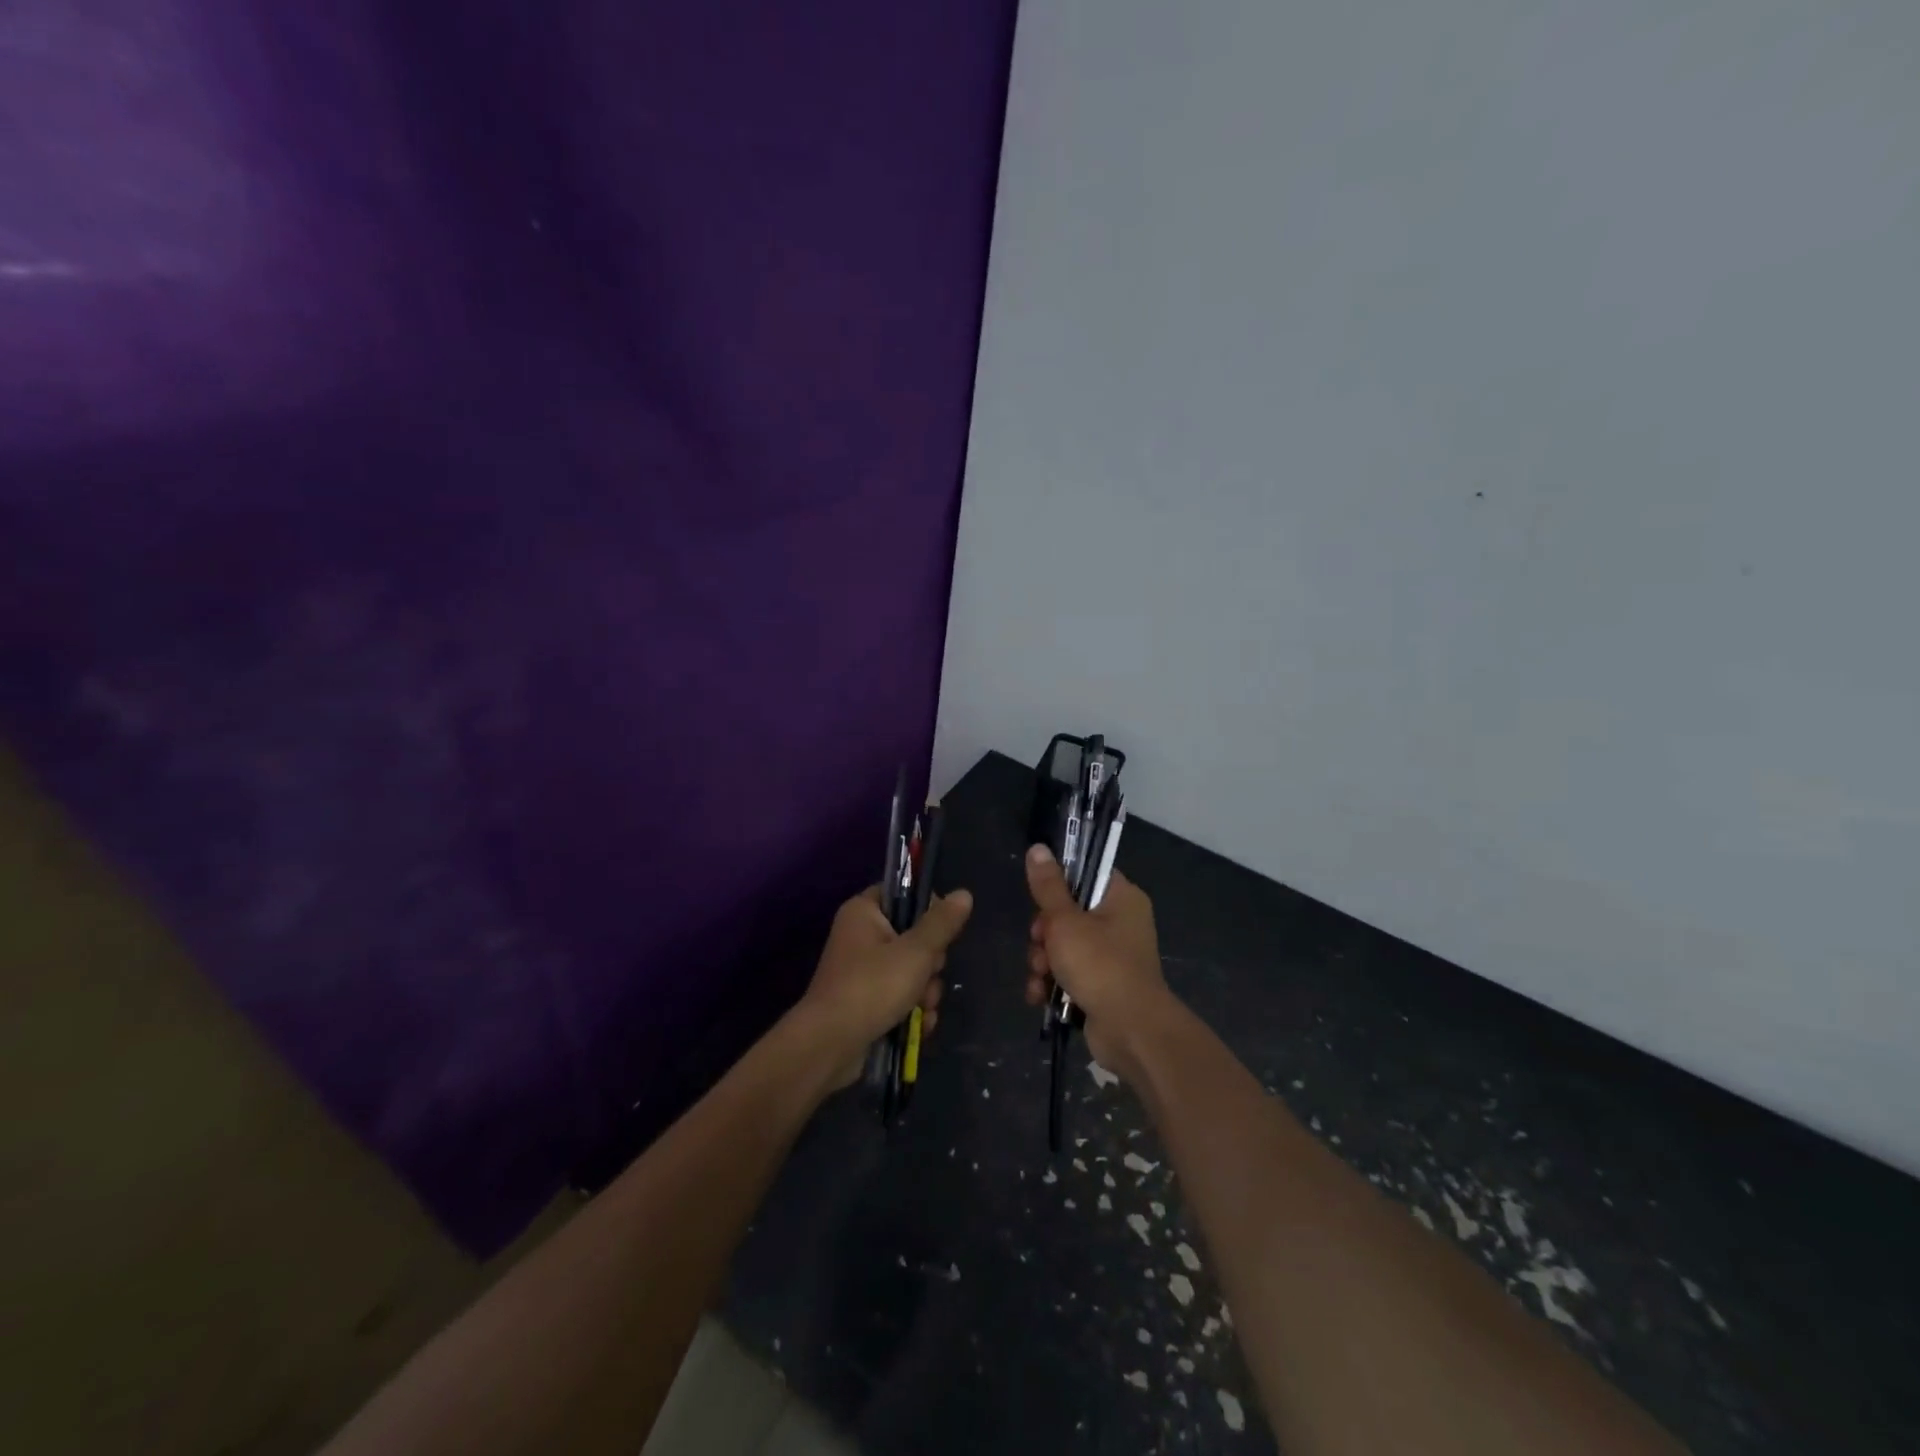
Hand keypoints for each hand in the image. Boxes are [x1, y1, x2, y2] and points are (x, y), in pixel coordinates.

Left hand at [802, 885, 973, 1087]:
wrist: (830, 1046)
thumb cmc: (872, 987)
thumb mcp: (915, 952)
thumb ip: (941, 923)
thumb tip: (964, 893)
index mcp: (864, 912)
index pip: (903, 894)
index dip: (928, 909)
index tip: (942, 930)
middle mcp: (861, 937)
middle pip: (913, 937)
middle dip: (930, 964)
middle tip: (928, 975)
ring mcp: (863, 972)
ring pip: (912, 971)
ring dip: (925, 992)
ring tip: (921, 1009)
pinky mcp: (867, 1002)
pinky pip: (901, 997)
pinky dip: (912, 1010)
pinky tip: (919, 1026)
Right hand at [1023, 844, 1169, 1081]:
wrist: (1131, 1031)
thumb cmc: (1100, 965)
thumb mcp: (1065, 921)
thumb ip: (1048, 886)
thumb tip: (1038, 848)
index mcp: (1121, 898)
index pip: (1085, 874)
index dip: (1057, 885)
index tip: (1041, 900)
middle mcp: (1121, 923)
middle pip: (1067, 913)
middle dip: (1043, 934)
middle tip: (1039, 944)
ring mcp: (1112, 956)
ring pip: (1063, 946)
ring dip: (1043, 962)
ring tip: (1039, 977)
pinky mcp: (1102, 985)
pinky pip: (1069, 973)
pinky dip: (1052, 983)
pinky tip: (1039, 996)